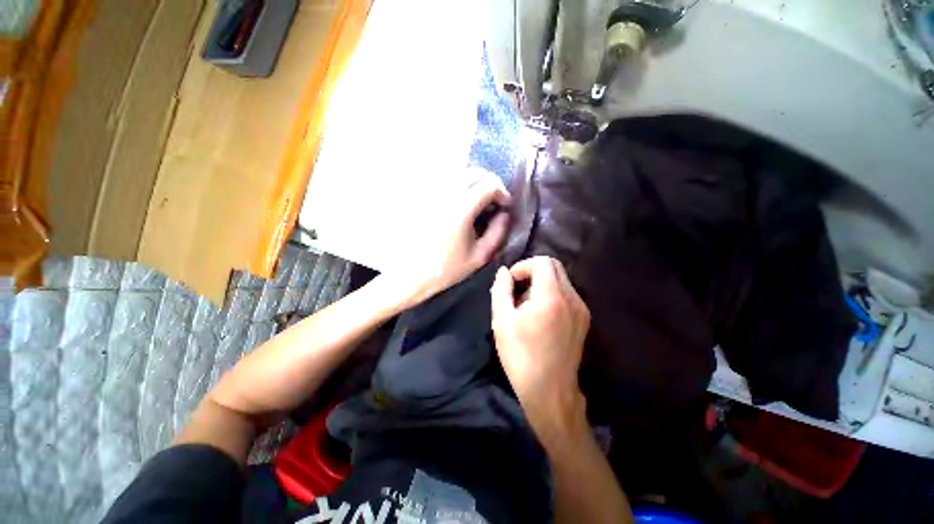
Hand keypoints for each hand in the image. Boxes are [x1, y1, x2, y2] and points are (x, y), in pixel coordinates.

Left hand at [394, 169, 511, 307]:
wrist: (410, 273)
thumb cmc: (446, 269)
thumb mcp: (479, 256)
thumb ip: (498, 232)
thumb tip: (505, 213)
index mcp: (460, 210)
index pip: (489, 185)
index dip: (502, 193)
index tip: (505, 206)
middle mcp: (445, 195)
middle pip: (475, 172)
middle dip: (490, 183)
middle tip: (495, 201)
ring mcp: (431, 193)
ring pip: (459, 173)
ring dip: (475, 182)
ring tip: (479, 201)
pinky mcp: (422, 196)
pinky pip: (445, 181)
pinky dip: (460, 185)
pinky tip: (460, 202)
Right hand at [490, 256, 590, 437]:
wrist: (550, 390)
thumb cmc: (521, 356)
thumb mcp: (502, 321)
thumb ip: (501, 290)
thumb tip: (504, 272)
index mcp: (551, 297)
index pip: (542, 261)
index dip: (524, 266)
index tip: (512, 281)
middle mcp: (572, 298)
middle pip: (554, 266)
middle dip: (533, 271)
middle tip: (518, 290)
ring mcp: (581, 308)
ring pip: (561, 279)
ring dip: (542, 283)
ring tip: (527, 305)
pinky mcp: (584, 318)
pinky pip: (567, 293)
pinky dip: (552, 293)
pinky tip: (541, 314)